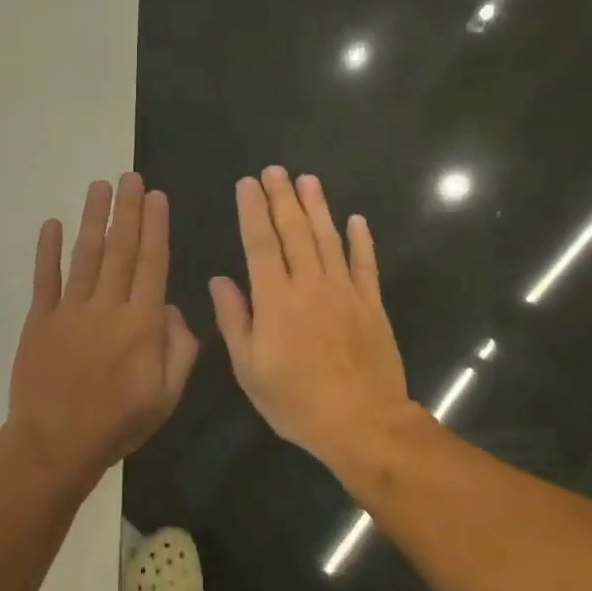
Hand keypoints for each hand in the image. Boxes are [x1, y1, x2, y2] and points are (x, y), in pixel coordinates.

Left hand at [7, 173, 199, 482]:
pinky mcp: (39, 320)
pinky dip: (47, 250)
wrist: (56, 443)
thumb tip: (172, 308)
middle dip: (127, 210)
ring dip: (93, 218)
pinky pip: (45, 278)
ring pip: (85, 254)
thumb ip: (180, 349)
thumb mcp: (167, 396)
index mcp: (142, 323)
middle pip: (120, 249)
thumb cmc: (118, 424)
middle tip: (130, 176)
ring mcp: (69, 310)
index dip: (155, 227)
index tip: (156, 196)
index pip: (152, 263)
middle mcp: (107, 306)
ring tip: (99, 186)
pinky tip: (51, 224)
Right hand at [210, 167, 421, 474]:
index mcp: (275, 299)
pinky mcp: (371, 304)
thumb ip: (234, 319)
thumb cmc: (295, 400)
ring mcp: (345, 292)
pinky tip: (356, 219)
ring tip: (307, 180)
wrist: (361, 420)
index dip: (252, 211)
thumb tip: (220, 280)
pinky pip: (365, 264)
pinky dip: (361, 240)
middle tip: (275, 170)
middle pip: (295, 231)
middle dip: (282, 198)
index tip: (246, 184)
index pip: (260, 243)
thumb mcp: (249, 368)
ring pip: (329, 239)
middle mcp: (310, 284)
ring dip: (317, 207)